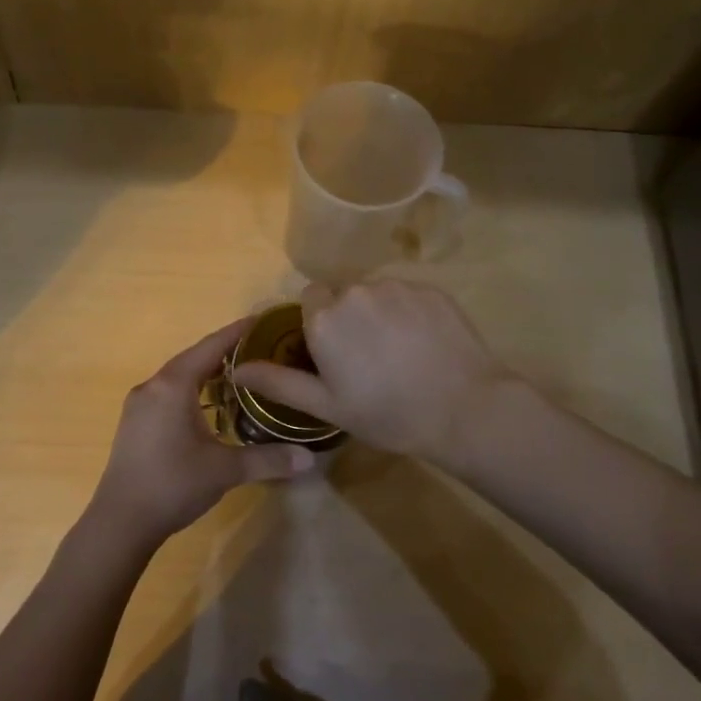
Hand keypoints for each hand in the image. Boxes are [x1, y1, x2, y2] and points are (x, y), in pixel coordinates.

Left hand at [90, 317, 315, 547]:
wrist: (120, 522)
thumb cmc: (173, 484)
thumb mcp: (225, 470)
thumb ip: (268, 459)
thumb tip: (311, 458)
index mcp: (173, 386)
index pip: (210, 347)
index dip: (237, 332)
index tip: (262, 320)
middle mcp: (153, 386)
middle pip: (193, 358)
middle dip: (225, 352)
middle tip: (260, 351)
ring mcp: (139, 405)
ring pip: (178, 377)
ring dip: (206, 373)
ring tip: (239, 376)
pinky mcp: (134, 424)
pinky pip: (167, 394)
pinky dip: (191, 391)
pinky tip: (208, 407)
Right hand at [233, 280, 510, 462]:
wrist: (464, 408)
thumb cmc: (387, 413)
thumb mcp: (327, 406)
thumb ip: (279, 382)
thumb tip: (237, 368)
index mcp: (325, 317)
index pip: (310, 300)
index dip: (319, 324)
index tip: (334, 353)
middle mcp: (356, 291)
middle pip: (343, 295)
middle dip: (349, 318)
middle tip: (368, 359)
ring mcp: (397, 287)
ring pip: (376, 294)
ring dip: (379, 314)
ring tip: (400, 353)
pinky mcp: (431, 290)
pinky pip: (408, 295)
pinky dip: (409, 313)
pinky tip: (424, 345)